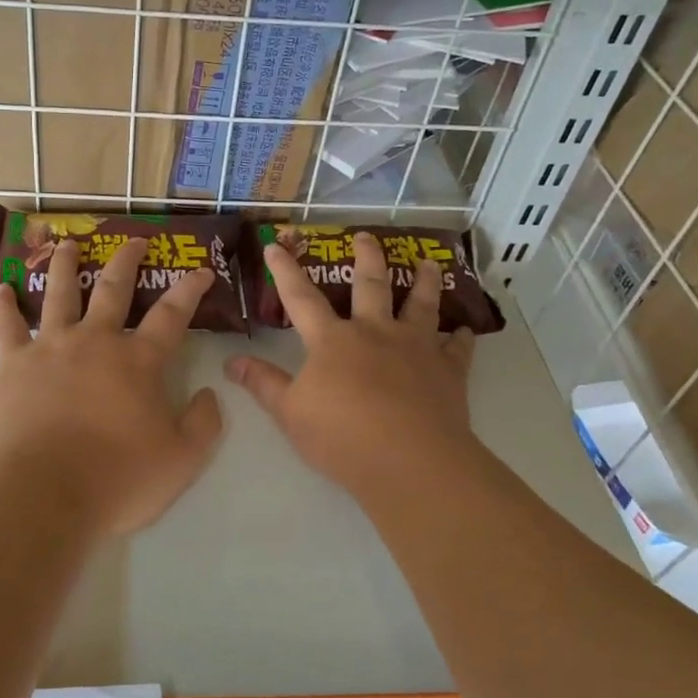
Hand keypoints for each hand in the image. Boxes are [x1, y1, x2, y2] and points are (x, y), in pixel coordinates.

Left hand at [0, 237, 224, 538]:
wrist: (44, 497)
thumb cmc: (118, 479)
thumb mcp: (182, 459)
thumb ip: (204, 422)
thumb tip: (210, 392)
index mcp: (138, 361)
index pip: (172, 315)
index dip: (190, 290)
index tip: (202, 271)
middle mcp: (96, 341)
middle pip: (113, 289)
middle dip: (127, 261)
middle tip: (134, 240)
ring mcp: (52, 349)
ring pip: (60, 294)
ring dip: (66, 265)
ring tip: (67, 244)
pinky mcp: (14, 366)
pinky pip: (7, 327)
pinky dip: (4, 306)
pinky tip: (1, 288)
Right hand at [226, 232, 479, 494]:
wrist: (410, 461)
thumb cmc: (342, 437)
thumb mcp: (290, 413)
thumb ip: (263, 384)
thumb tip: (231, 361)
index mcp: (332, 340)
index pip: (301, 297)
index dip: (286, 271)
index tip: (276, 244)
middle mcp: (375, 332)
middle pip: (370, 285)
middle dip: (366, 257)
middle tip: (367, 236)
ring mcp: (416, 348)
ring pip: (422, 304)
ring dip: (424, 282)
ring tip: (428, 262)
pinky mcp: (448, 370)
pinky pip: (457, 347)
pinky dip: (462, 336)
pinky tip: (466, 329)